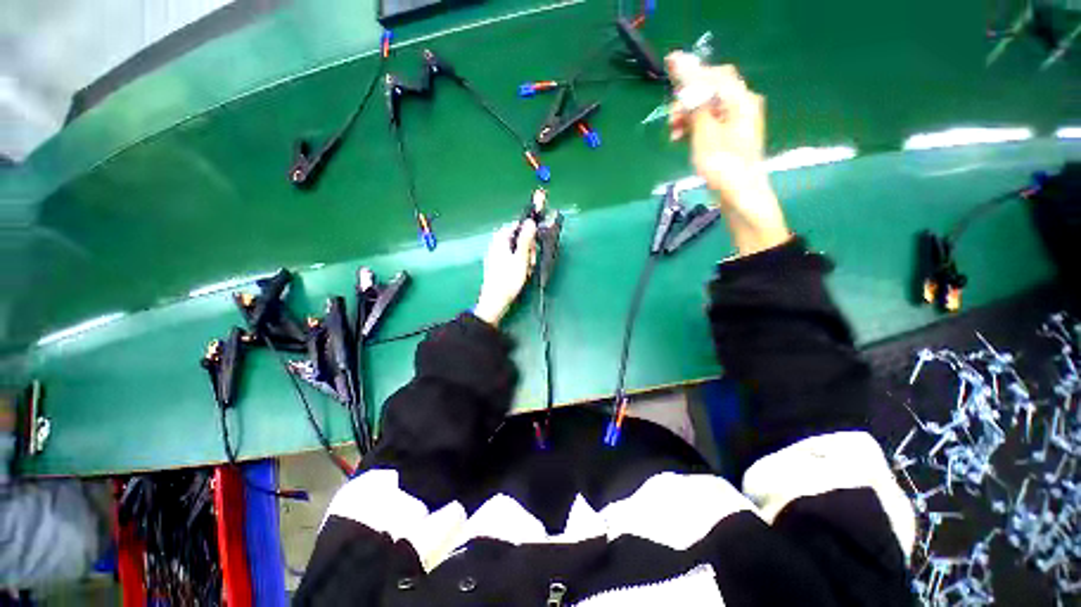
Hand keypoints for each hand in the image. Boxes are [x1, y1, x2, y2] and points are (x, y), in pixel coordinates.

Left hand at [474, 220, 536, 326]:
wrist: (495, 301)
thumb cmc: (509, 279)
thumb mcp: (521, 258)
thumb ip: (526, 239)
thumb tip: (530, 221)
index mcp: (500, 239)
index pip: (517, 225)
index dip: (528, 232)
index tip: (535, 244)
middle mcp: (496, 244)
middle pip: (517, 238)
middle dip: (528, 248)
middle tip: (531, 262)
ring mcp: (496, 255)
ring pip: (516, 249)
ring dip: (525, 258)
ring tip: (527, 270)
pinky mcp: (497, 265)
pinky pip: (512, 258)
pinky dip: (519, 264)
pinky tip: (522, 274)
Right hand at [666, 52, 789, 255]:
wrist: (741, 197)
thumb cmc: (723, 167)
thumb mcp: (705, 134)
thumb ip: (695, 101)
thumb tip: (683, 69)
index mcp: (740, 100)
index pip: (714, 74)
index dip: (691, 71)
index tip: (668, 69)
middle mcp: (742, 105)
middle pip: (712, 89)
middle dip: (688, 99)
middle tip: (671, 118)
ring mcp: (738, 122)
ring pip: (709, 107)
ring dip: (689, 115)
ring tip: (673, 133)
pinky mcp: (731, 137)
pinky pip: (710, 122)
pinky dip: (695, 126)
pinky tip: (683, 138)